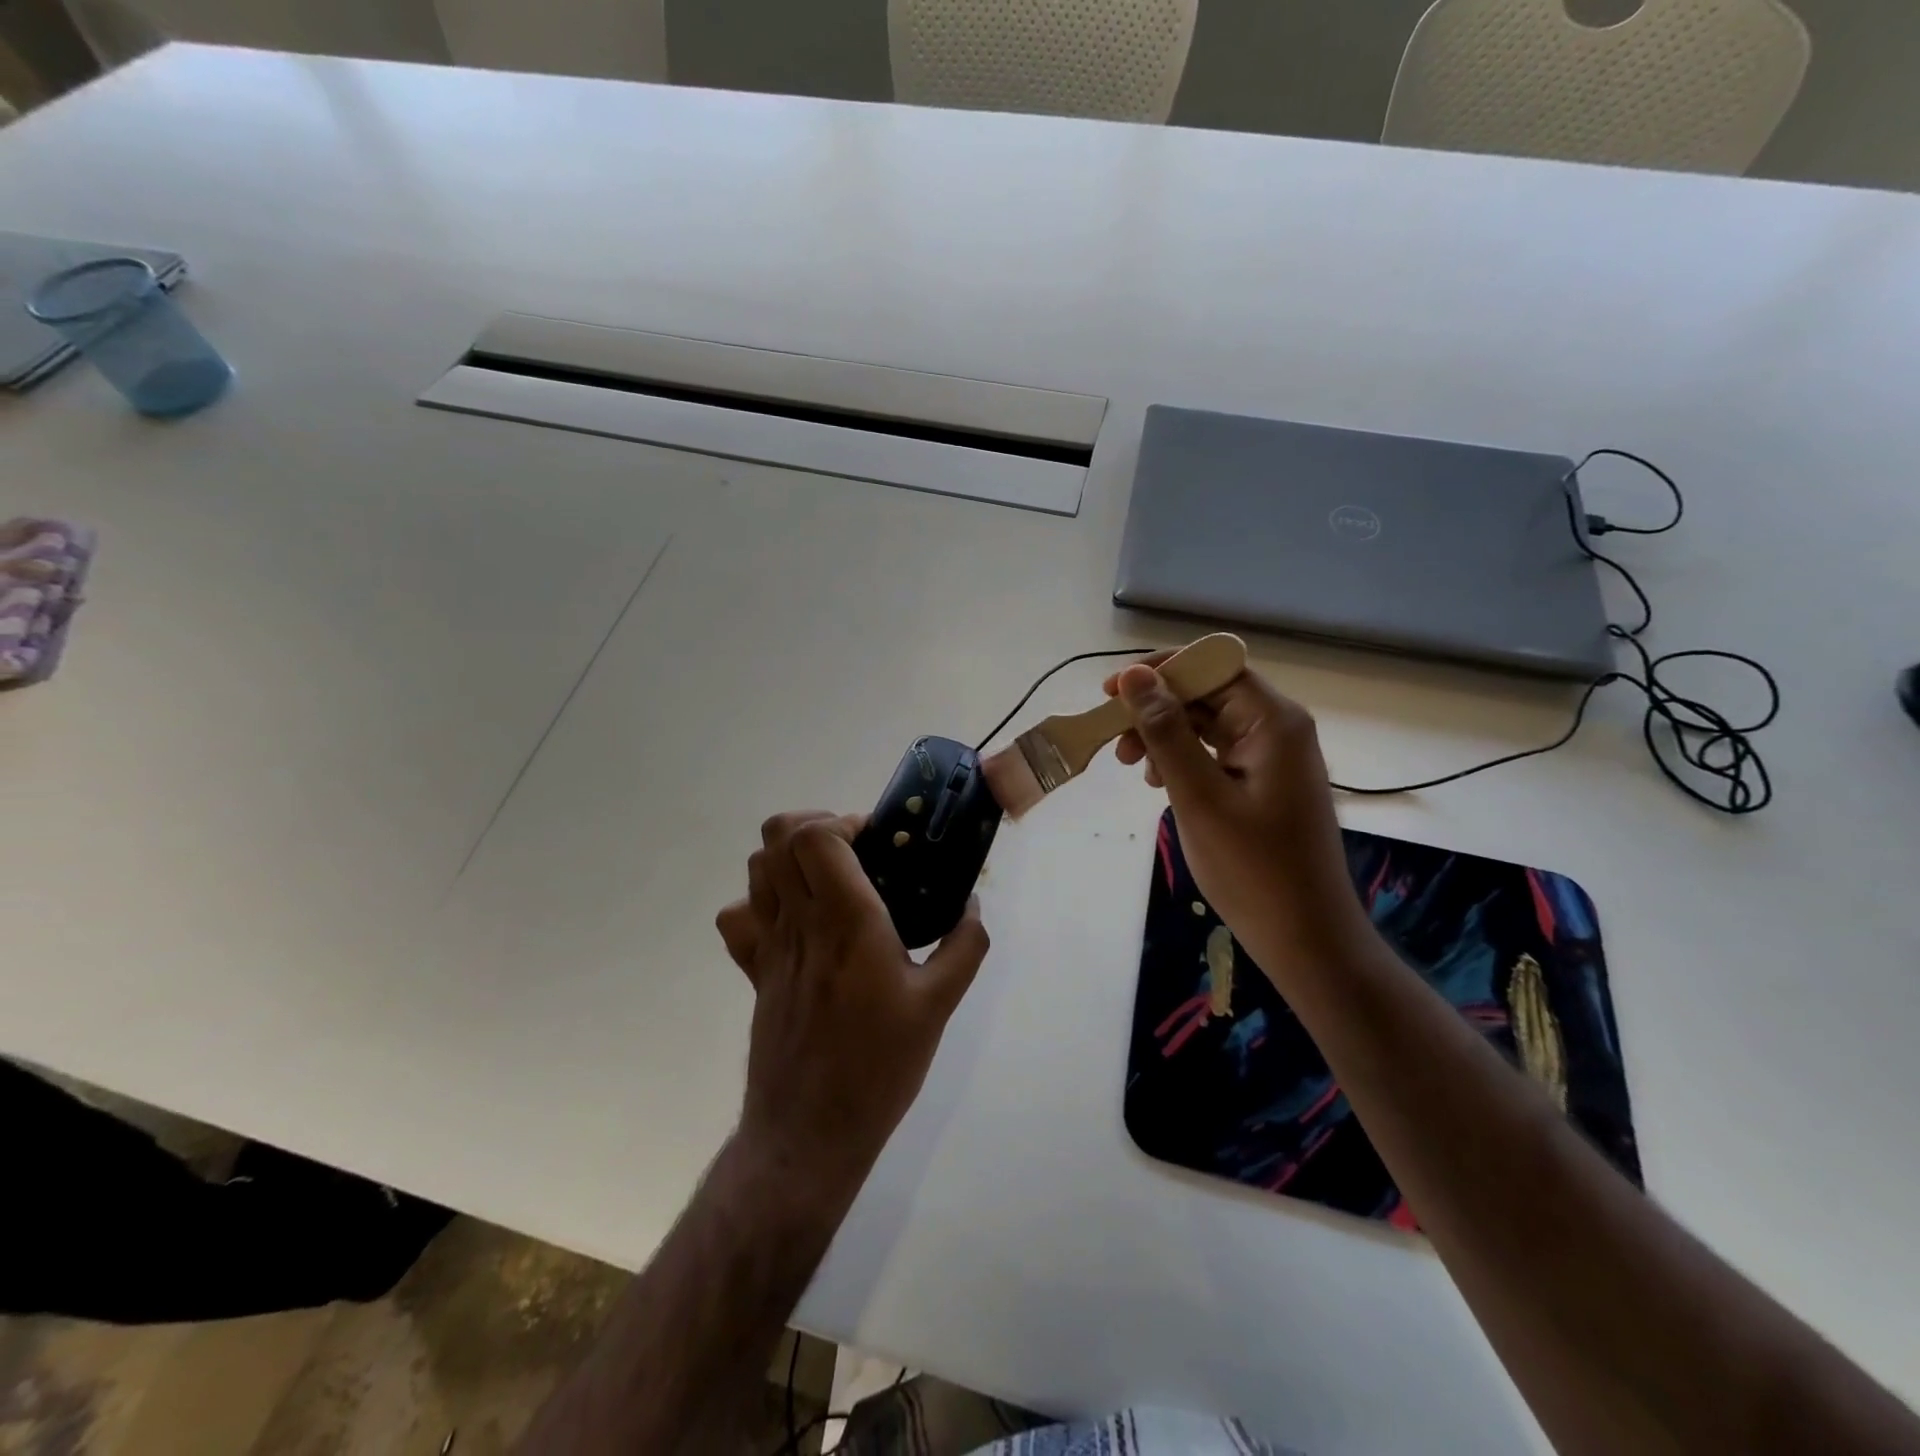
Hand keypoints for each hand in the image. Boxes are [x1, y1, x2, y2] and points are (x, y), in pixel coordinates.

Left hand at [713, 812, 989, 1196]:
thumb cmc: (879, 1066)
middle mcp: (800, 923)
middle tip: (856, 851)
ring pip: (756, 869)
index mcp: (847, 922)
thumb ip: (964, 947)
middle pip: (778, 837)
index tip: (878, 841)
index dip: (844, 821)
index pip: (817, 837)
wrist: (809, 1133)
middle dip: (817, 825)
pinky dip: (760, 902)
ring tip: (830, 879)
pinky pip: (738, 918)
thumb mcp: (939, 1006)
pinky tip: (795, 920)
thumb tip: (972, 905)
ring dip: (790, 857)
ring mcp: (769, 947)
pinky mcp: (755, 973)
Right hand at [1108, 659, 1371, 975]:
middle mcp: (1278, 728)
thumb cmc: (1253, 869)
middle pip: (1208, 693)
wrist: (1306, 937)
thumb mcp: (1199, 796)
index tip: (1110, 692)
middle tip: (1115, 743)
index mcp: (1274, 721)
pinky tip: (1160, 784)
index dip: (1160, 671)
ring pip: (1207, 724)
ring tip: (1132, 768)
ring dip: (1164, 736)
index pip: (1213, 666)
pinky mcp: (1264, 783)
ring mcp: (1273, 757)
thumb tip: (1133, 676)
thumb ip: (1166, 731)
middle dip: (1156, 709)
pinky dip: (1183, 760)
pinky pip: (1216, 753)